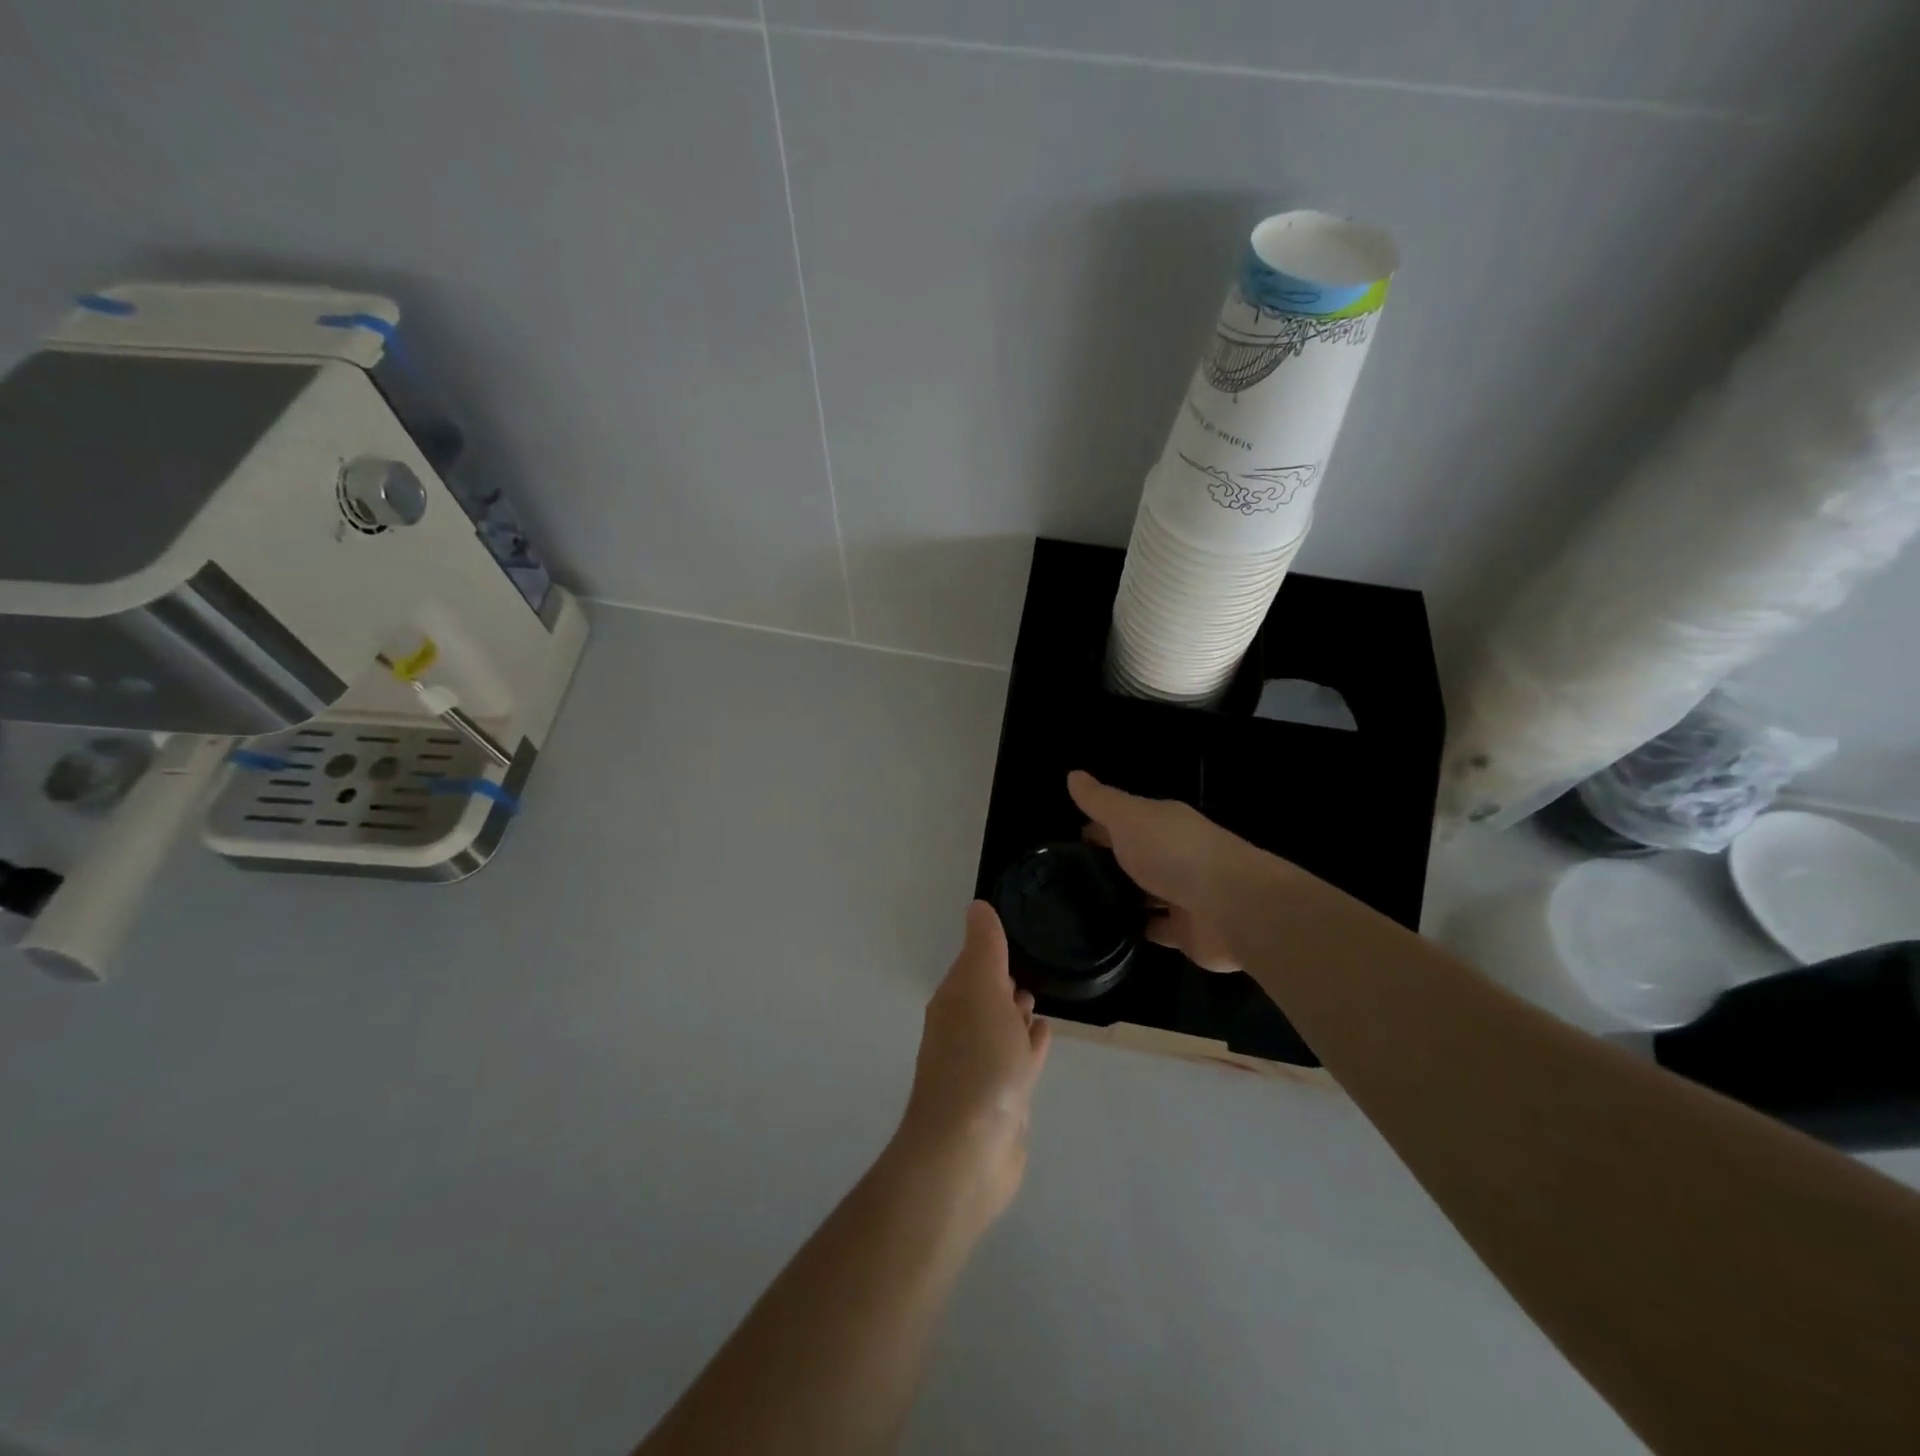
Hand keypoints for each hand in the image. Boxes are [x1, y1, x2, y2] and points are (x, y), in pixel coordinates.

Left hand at [896, 902, 1050, 1224]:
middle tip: (1031, 964)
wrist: (968, 1153)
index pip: (974, 963)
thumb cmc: (978, 1063)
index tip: (1017, 930)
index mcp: (954, 1001)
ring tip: (1038, 999)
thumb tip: (977, 905)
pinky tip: (1043, 1036)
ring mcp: (982, 1068)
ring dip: (1017, 1013)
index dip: (992, 948)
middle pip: (986, 995)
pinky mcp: (1003, 1100)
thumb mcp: (982, 990)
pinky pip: (1018, 1060)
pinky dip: (1029, 1045)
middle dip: (1004, 980)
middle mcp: (963, 1030)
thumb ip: (984, 948)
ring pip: (1002, 1028)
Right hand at [1067, 770, 1261, 973]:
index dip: (1097, 826)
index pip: (1124, 820)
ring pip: (1146, 892)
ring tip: (1081, 907)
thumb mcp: (1128, 817)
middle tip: (1067, 878)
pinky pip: (1156, 928)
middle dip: (1108, 863)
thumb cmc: (1174, 852)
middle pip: (1136, 855)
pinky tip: (1109, 933)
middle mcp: (1174, 854)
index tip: (1069, 842)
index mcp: (1163, 823)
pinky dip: (1138, 929)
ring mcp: (1182, 894)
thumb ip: (1100, 800)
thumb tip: (1072, 774)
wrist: (1230, 906)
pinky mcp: (1186, 931)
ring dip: (1123, 897)